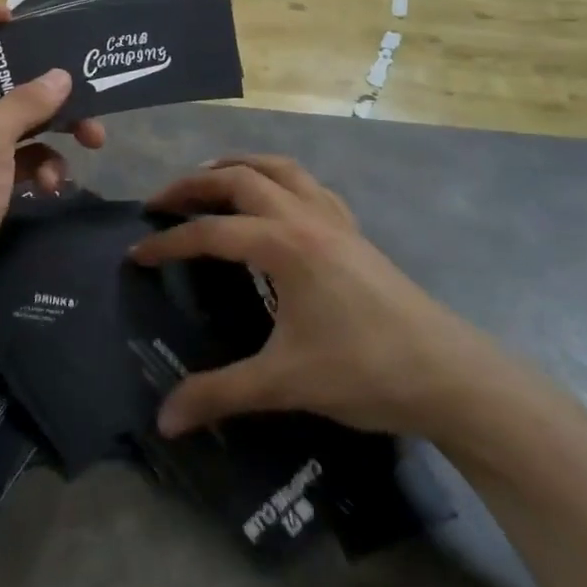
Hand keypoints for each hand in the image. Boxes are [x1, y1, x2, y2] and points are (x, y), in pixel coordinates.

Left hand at [0, 2, 103, 332]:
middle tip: (80, 87)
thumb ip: (23, 104)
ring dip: (56, 126)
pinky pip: (24, 156)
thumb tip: (60, 75)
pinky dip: (45, 164)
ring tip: (92, 142)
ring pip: (20, 117)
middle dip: (42, 80)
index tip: (13, 20)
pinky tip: (57, 186)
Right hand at [130, 156, 547, 447]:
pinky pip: (308, 185)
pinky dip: (278, 178)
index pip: (210, 233)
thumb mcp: (284, 383)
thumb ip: (219, 394)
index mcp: (284, 245)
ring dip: (237, 166)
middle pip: (238, 178)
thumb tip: (162, 420)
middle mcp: (305, 217)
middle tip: (160, 202)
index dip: (167, 242)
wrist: (450, 375)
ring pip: (278, 168)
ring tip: (208, 180)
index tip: (136, 253)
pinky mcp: (354, 231)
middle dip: (193, 184)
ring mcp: (334, 219)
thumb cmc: (365, 371)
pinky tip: (273, 201)